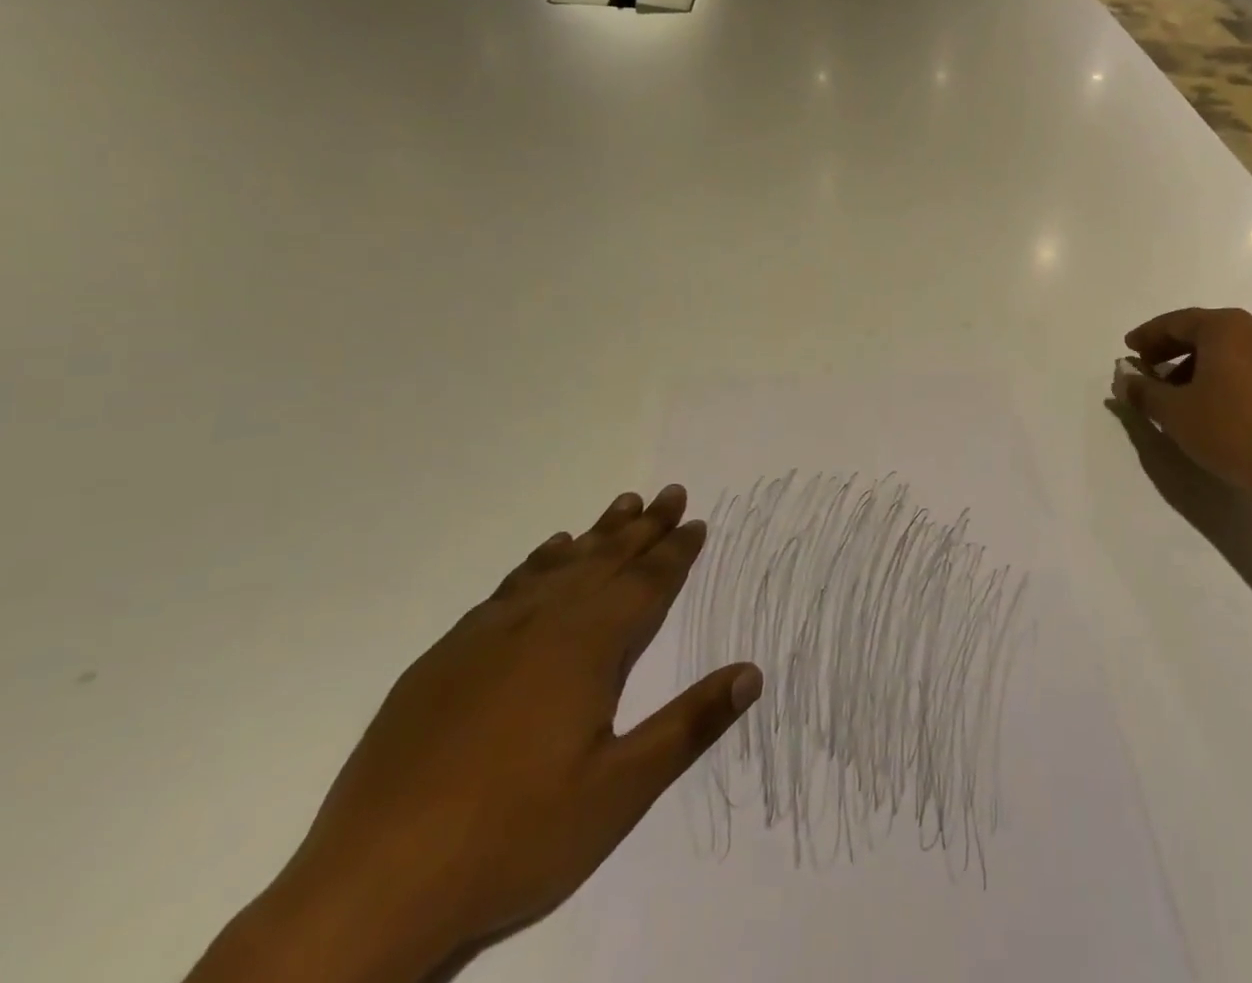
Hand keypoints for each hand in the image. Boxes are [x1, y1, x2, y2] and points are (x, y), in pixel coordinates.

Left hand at [190, 486, 760, 982]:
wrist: (368, 890)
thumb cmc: (513, 836)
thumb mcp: (619, 791)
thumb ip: (690, 725)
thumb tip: (752, 672)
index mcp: (586, 648)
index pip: (645, 583)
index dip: (676, 551)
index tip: (696, 520)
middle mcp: (541, 625)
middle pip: (605, 561)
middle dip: (644, 527)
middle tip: (670, 492)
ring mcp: (486, 638)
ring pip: (558, 567)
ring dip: (596, 535)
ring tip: (622, 505)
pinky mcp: (443, 659)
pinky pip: (506, 589)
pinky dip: (536, 563)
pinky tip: (547, 553)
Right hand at [1114, 307, 1251, 499]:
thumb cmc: (1232, 429)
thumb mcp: (1175, 412)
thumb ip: (1144, 391)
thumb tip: (1123, 379)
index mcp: (1225, 326)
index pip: (1175, 322)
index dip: (1147, 336)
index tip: (1128, 350)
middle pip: (1201, 331)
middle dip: (1169, 349)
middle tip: (1145, 369)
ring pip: (1223, 348)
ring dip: (1193, 364)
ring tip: (1172, 393)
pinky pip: (1243, 363)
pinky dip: (1218, 374)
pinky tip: (1206, 402)